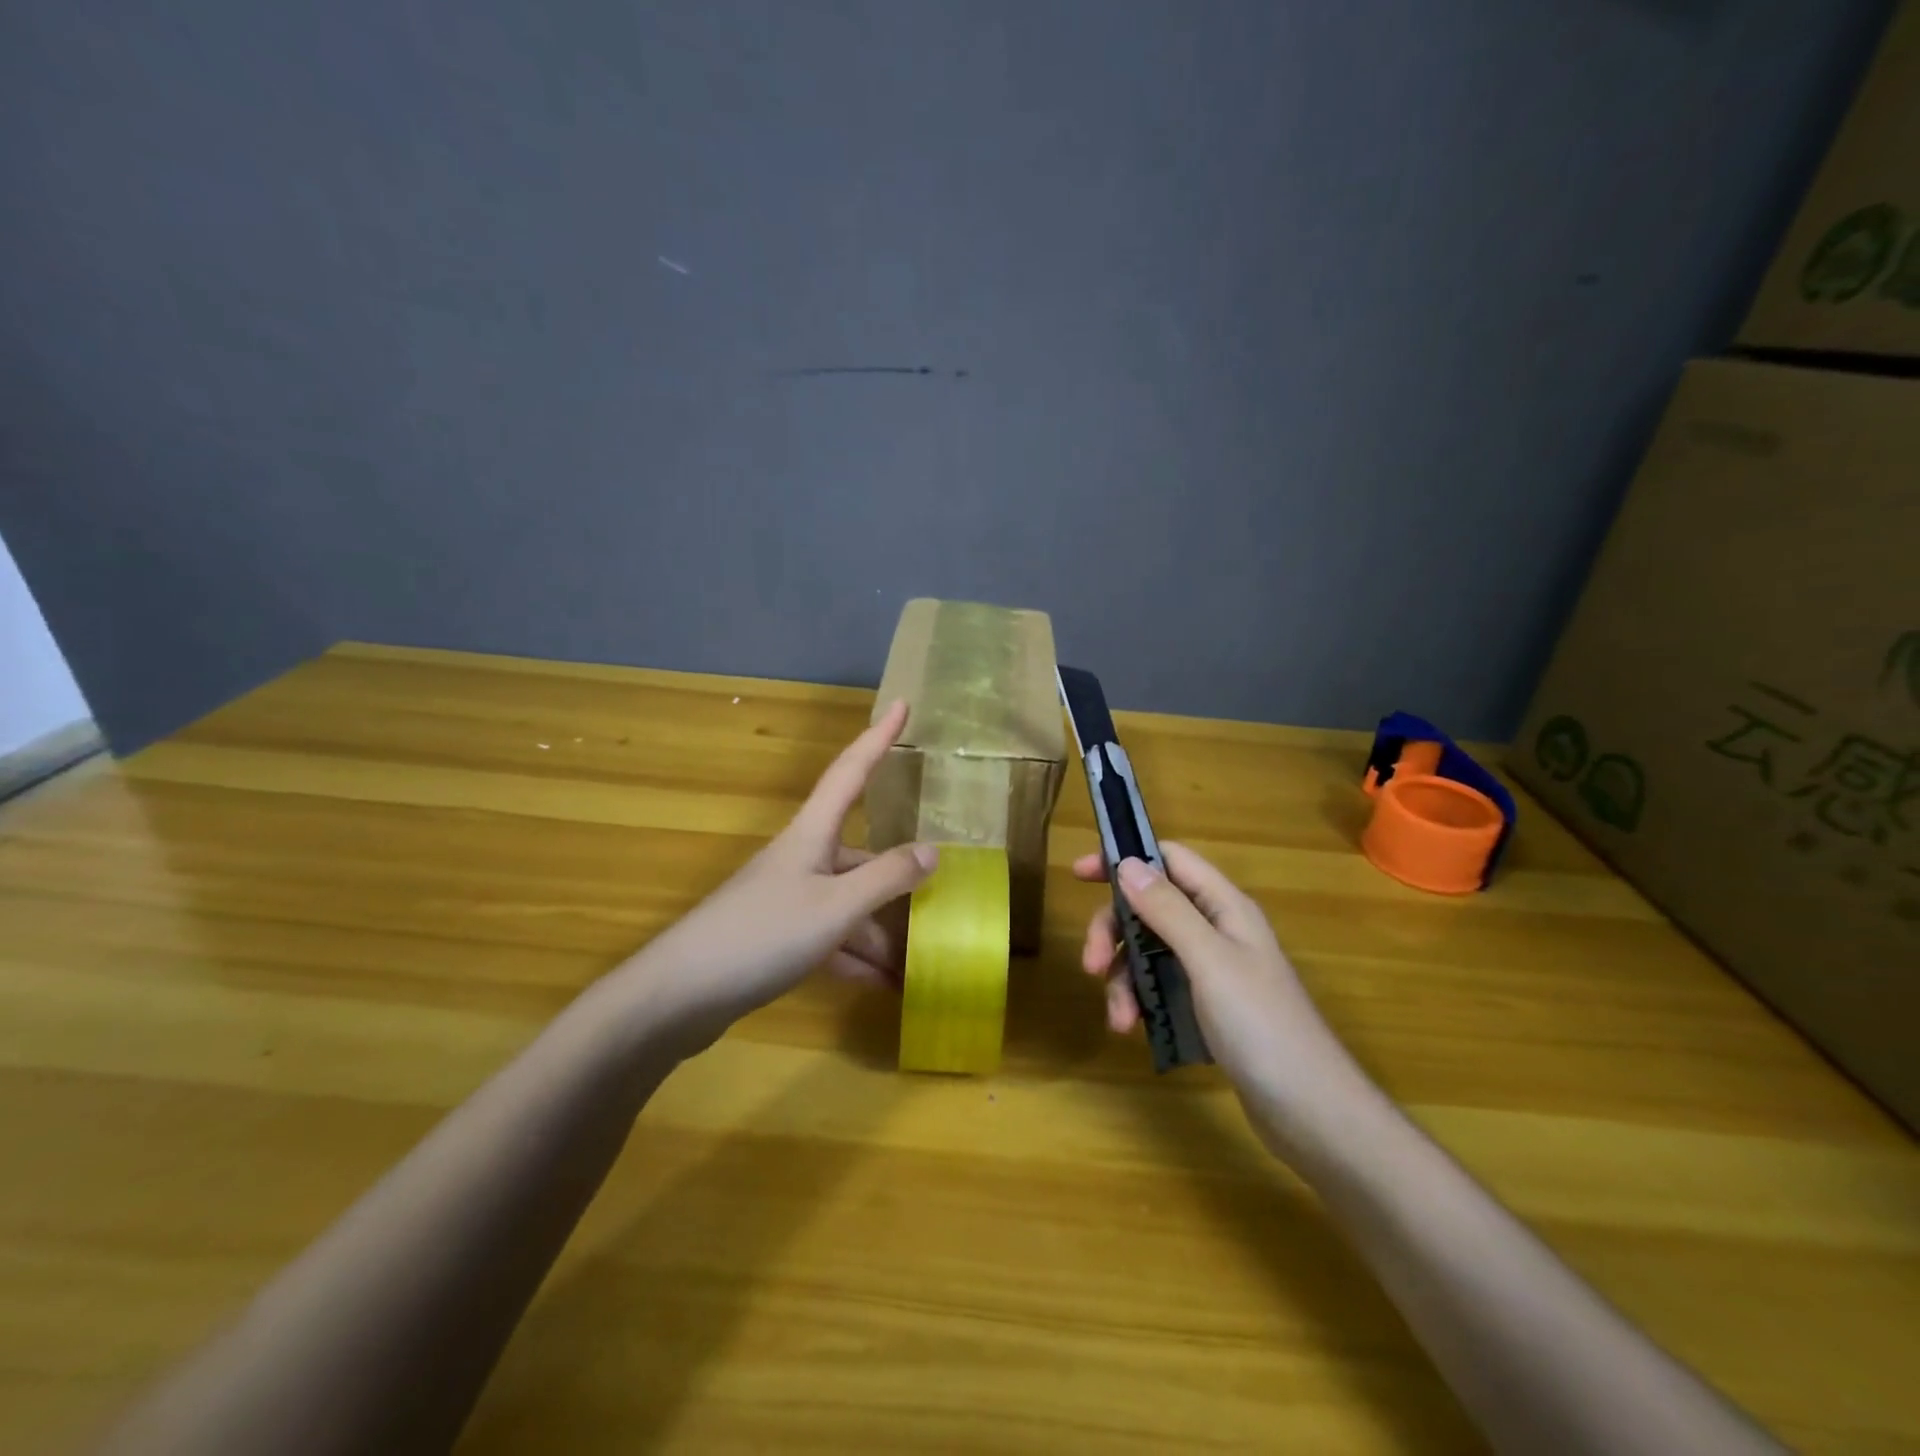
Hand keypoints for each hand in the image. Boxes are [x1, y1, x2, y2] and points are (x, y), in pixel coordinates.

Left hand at [616, 700, 935, 1053]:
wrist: (678, 996)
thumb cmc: (761, 935)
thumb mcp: (834, 906)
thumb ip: (886, 877)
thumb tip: (933, 851)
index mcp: (812, 834)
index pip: (851, 771)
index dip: (878, 737)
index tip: (901, 704)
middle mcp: (802, 859)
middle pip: (861, 856)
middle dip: (898, 881)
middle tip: (940, 899)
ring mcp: (787, 899)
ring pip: (848, 904)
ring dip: (880, 933)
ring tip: (917, 964)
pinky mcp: (776, 937)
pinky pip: (829, 938)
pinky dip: (855, 957)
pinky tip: (882, 985)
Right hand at [1074, 844, 1373, 1156]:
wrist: (1312, 1112)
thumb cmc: (1262, 1026)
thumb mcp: (1209, 960)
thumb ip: (1168, 910)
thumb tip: (1127, 863)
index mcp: (1224, 907)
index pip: (1169, 861)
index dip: (1124, 860)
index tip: (1079, 875)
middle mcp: (1217, 930)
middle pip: (1150, 909)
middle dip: (1115, 933)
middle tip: (1091, 965)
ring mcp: (1212, 971)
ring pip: (1149, 952)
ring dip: (1124, 978)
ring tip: (1118, 1018)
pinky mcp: (1207, 1007)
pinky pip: (1160, 988)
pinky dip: (1139, 1002)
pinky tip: (1131, 1029)